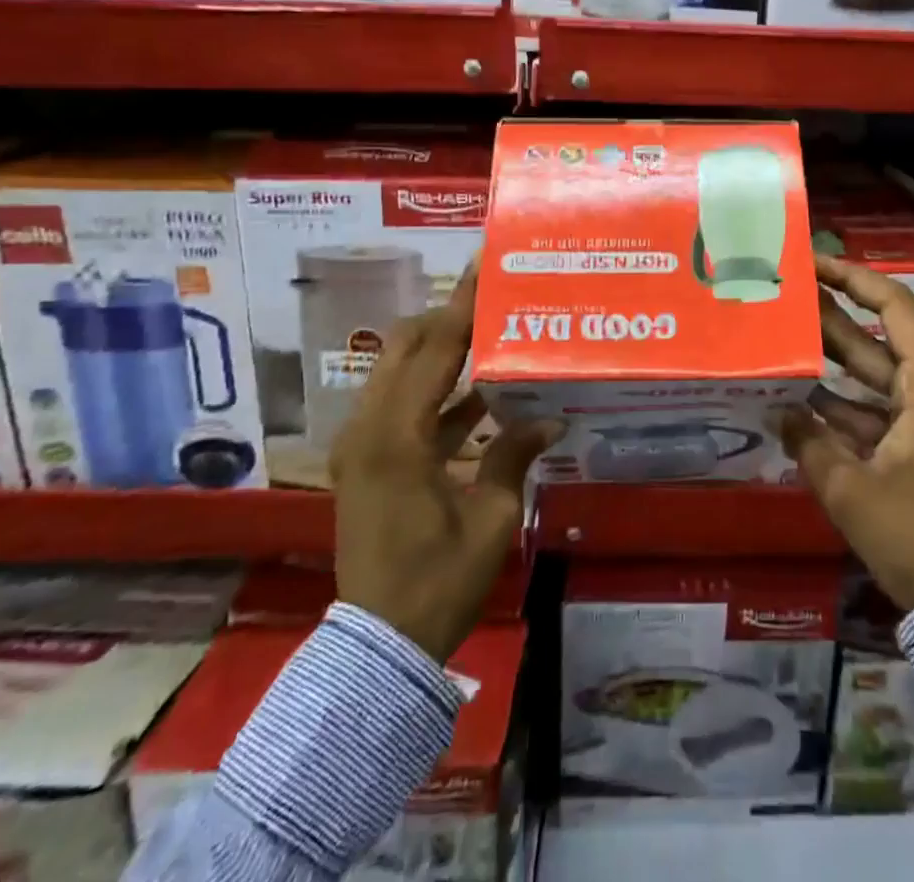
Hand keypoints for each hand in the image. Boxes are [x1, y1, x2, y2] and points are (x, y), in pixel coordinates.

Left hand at [330, 266, 562, 661]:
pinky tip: (481, 392)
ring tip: (492, 333)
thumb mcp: (490, 519)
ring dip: (442, 350)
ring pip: (400, 371)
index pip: (434, 349)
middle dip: (448, 317)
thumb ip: (514, 456)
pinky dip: (437, 390)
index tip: (483, 266)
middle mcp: (368, 428)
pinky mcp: (367, 460)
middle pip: (406, 346)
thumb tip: (551, 417)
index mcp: (396, 437)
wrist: (377, 646)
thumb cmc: (437, 582)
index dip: (462, 304)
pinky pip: (403, 404)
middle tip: (494, 300)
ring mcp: (362, 443)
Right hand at [781, 253, 913, 611]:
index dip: (854, 278)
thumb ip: (809, 442)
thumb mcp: (851, 489)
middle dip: (833, 317)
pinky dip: (845, 406)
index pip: (895, 307)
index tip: (814, 263)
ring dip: (834, 362)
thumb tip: (780, 410)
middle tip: (786, 295)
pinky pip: (881, 411)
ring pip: (877, 376)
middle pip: (881, 338)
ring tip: (784, 338)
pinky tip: (800, 399)